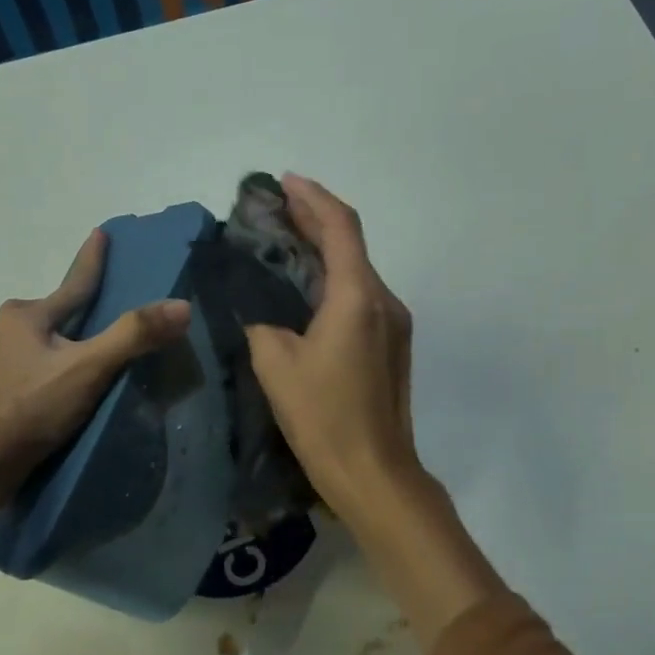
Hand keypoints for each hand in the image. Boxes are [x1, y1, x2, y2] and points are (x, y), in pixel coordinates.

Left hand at [0, 228, 189, 492]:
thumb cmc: (29, 405)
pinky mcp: (14, 396)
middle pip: (61, 313)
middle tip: (112, 299)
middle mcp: (15, 334)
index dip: (92, 259)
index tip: (100, 233)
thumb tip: (182, 306)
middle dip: (83, 306)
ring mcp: (11, 367)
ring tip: (106, 346)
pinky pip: (52, 369)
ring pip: (54, 343)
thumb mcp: (87, 367)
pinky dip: (71, 368)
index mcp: (28, 316)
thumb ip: (133, 336)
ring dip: (77, 341)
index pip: (74, 283)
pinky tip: (85, 384)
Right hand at [244, 175, 421, 530]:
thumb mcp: (276, 364)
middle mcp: (384, 300)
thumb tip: (260, 309)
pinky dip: (333, 280)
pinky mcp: (392, 345)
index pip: (340, 227)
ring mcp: (394, 324)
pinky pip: (361, 297)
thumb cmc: (324, 417)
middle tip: (277, 208)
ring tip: (285, 242)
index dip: (313, 197)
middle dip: (315, 219)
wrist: (374, 473)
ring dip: (324, 251)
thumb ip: (263, 323)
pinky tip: (305, 288)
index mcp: (358, 297)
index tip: (284, 182)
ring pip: (357, 271)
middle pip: (351, 244)